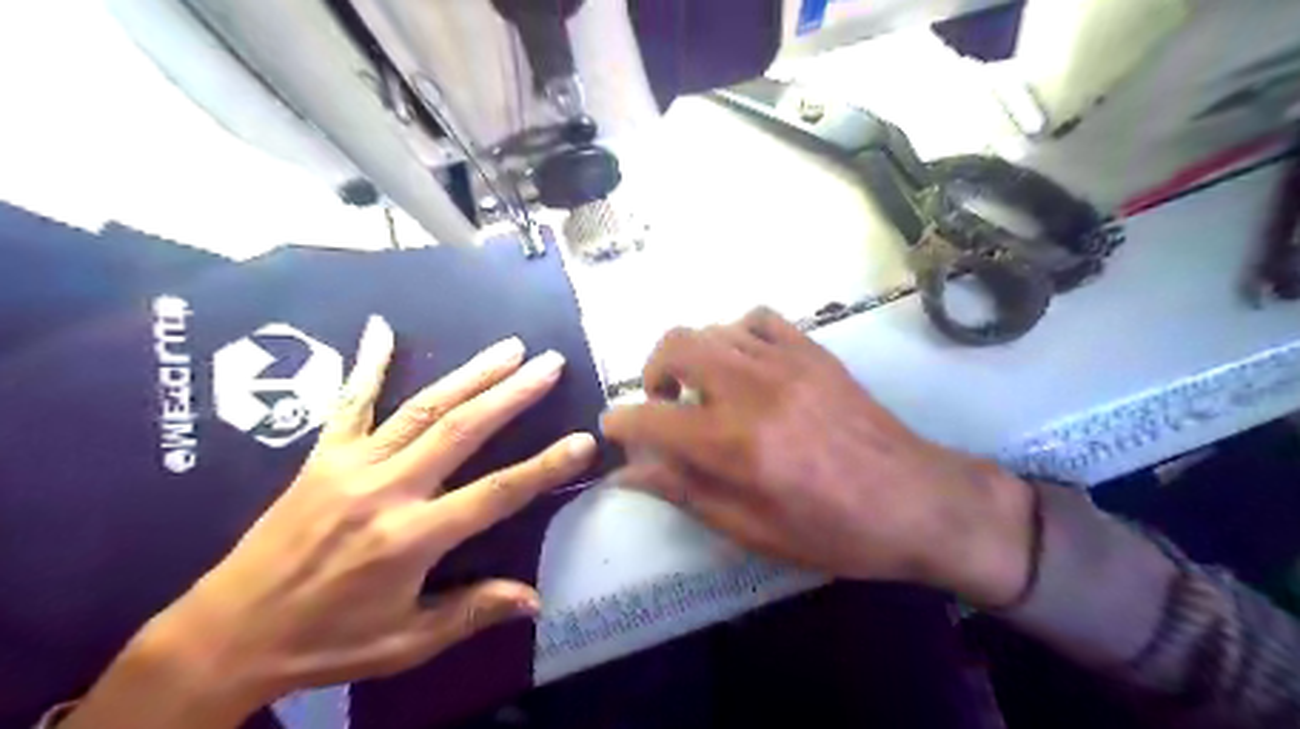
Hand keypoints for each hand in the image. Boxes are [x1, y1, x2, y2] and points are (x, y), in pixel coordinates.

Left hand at [69, 316, 594, 728]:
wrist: (224, 636)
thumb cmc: (325, 643)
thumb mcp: (405, 642)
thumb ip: (471, 612)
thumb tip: (535, 599)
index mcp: (411, 538)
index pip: (495, 493)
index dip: (545, 466)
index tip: (583, 440)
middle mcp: (386, 491)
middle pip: (462, 431)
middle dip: (512, 394)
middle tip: (549, 364)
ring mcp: (351, 466)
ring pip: (422, 409)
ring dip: (470, 375)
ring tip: (509, 348)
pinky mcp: (321, 457)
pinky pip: (349, 403)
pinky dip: (368, 363)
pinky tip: (383, 328)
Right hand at [601, 310, 1036, 606]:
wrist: (918, 501)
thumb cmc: (833, 531)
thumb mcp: (752, 530)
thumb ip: (685, 493)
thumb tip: (626, 475)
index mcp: (734, 445)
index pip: (650, 420)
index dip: (621, 426)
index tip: (615, 432)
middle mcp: (752, 390)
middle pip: (675, 347)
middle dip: (652, 374)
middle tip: (664, 406)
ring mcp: (785, 361)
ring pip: (712, 329)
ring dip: (691, 356)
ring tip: (703, 388)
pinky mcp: (813, 350)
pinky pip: (757, 317)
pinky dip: (735, 333)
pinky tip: (743, 362)